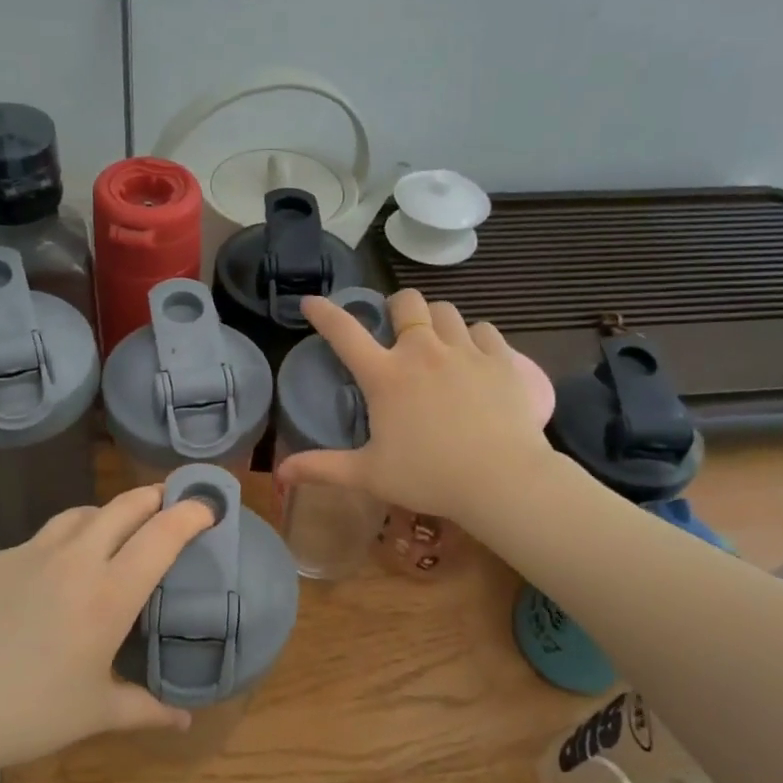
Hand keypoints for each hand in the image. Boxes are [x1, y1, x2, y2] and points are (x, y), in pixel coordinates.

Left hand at [0, 488, 214, 770]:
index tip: (207, 507)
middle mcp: (75, 560)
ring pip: (81, 514)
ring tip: (115, 531)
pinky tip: (55, 573)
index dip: (191, 513)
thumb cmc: (28, 714)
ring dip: (108, 514)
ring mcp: (30, 553)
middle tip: (168, 505)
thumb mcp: (95, 714)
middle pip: (124, 506)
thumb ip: (146, 710)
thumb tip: (185, 720)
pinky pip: (41, 537)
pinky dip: (64, 541)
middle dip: (153, 497)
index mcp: (109, 594)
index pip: (162, 535)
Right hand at [277, 289, 560, 522]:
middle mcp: (422, 351)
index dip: (324, 313)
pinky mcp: (501, 359)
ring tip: (436, 341)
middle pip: (407, 302)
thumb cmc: (429, 477)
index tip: (312, 302)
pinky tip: (474, 356)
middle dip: (397, 307)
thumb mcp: (369, 475)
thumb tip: (280, 473)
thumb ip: (323, 468)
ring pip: (446, 311)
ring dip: (435, 320)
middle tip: (397, 327)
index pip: (344, 332)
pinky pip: (484, 330)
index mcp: (385, 376)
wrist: (503, 480)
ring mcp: (465, 351)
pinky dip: (474, 337)